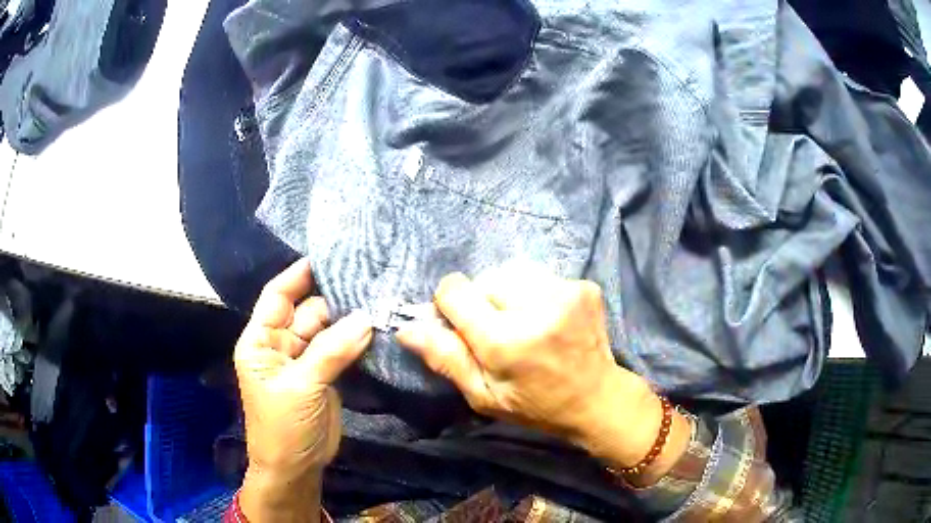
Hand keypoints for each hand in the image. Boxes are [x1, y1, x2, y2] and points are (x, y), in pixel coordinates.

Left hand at [234, 259, 372, 520]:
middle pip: (307, 310)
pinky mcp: (325, 375)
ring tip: (380, 299)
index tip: (330, 255)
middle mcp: (280, 344)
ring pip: (326, 329)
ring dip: (348, 319)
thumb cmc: (284, 427)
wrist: (296, 468)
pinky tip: (377, 326)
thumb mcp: (301, 387)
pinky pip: (340, 349)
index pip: (277, 296)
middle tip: (369, 279)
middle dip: (334, 298)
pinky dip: (355, 340)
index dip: (299, 275)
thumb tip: (366, 317)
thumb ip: (331, 351)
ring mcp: (304, 359)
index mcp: (260, 340)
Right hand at [396, 260, 689, 483]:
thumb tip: (406, 329)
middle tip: (498, 332)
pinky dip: (534, 292)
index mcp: (505, 340)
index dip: (449, 305)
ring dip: (507, 293)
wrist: (598, 398)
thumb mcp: (484, 396)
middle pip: (483, 278)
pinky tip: (547, 318)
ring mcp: (565, 291)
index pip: (454, 291)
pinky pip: (540, 276)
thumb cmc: (536, 405)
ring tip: (523, 322)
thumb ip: (446, 359)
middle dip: (482, 302)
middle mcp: (536, 306)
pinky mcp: (584, 285)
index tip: (462, 326)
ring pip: (511, 272)